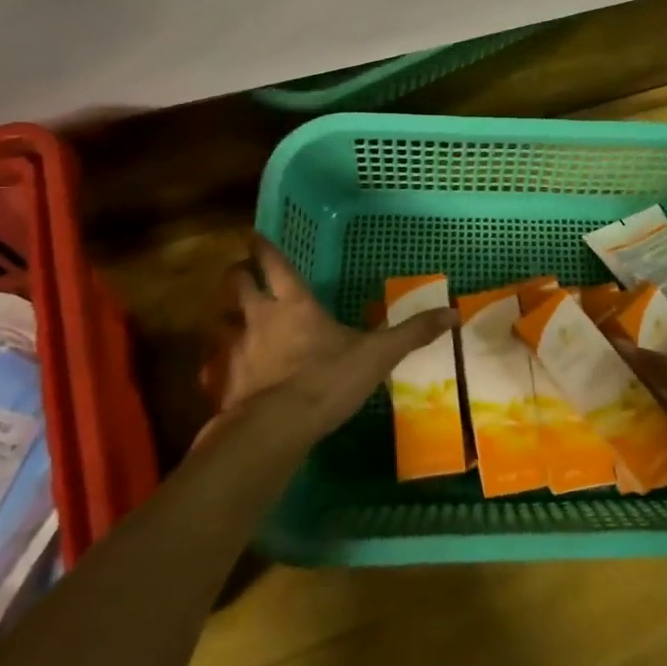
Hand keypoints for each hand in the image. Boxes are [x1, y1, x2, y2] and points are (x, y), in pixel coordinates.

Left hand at [196, 234, 457, 446]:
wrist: (275, 429)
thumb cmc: (327, 381)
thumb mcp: (377, 355)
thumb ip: (412, 333)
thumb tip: (453, 313)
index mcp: (295, 304)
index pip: (274, 263)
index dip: (264, 247)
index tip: (254, 235)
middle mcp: (260, 318)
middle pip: (236, 283)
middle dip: (236, 274)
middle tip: (240, 273)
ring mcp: (235, 350)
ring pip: (220, 321)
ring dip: (225, 318)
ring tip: (233, 322)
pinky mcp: (222, 381)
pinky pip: (213, 365)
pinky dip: (216, 363)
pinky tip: (224, 372)